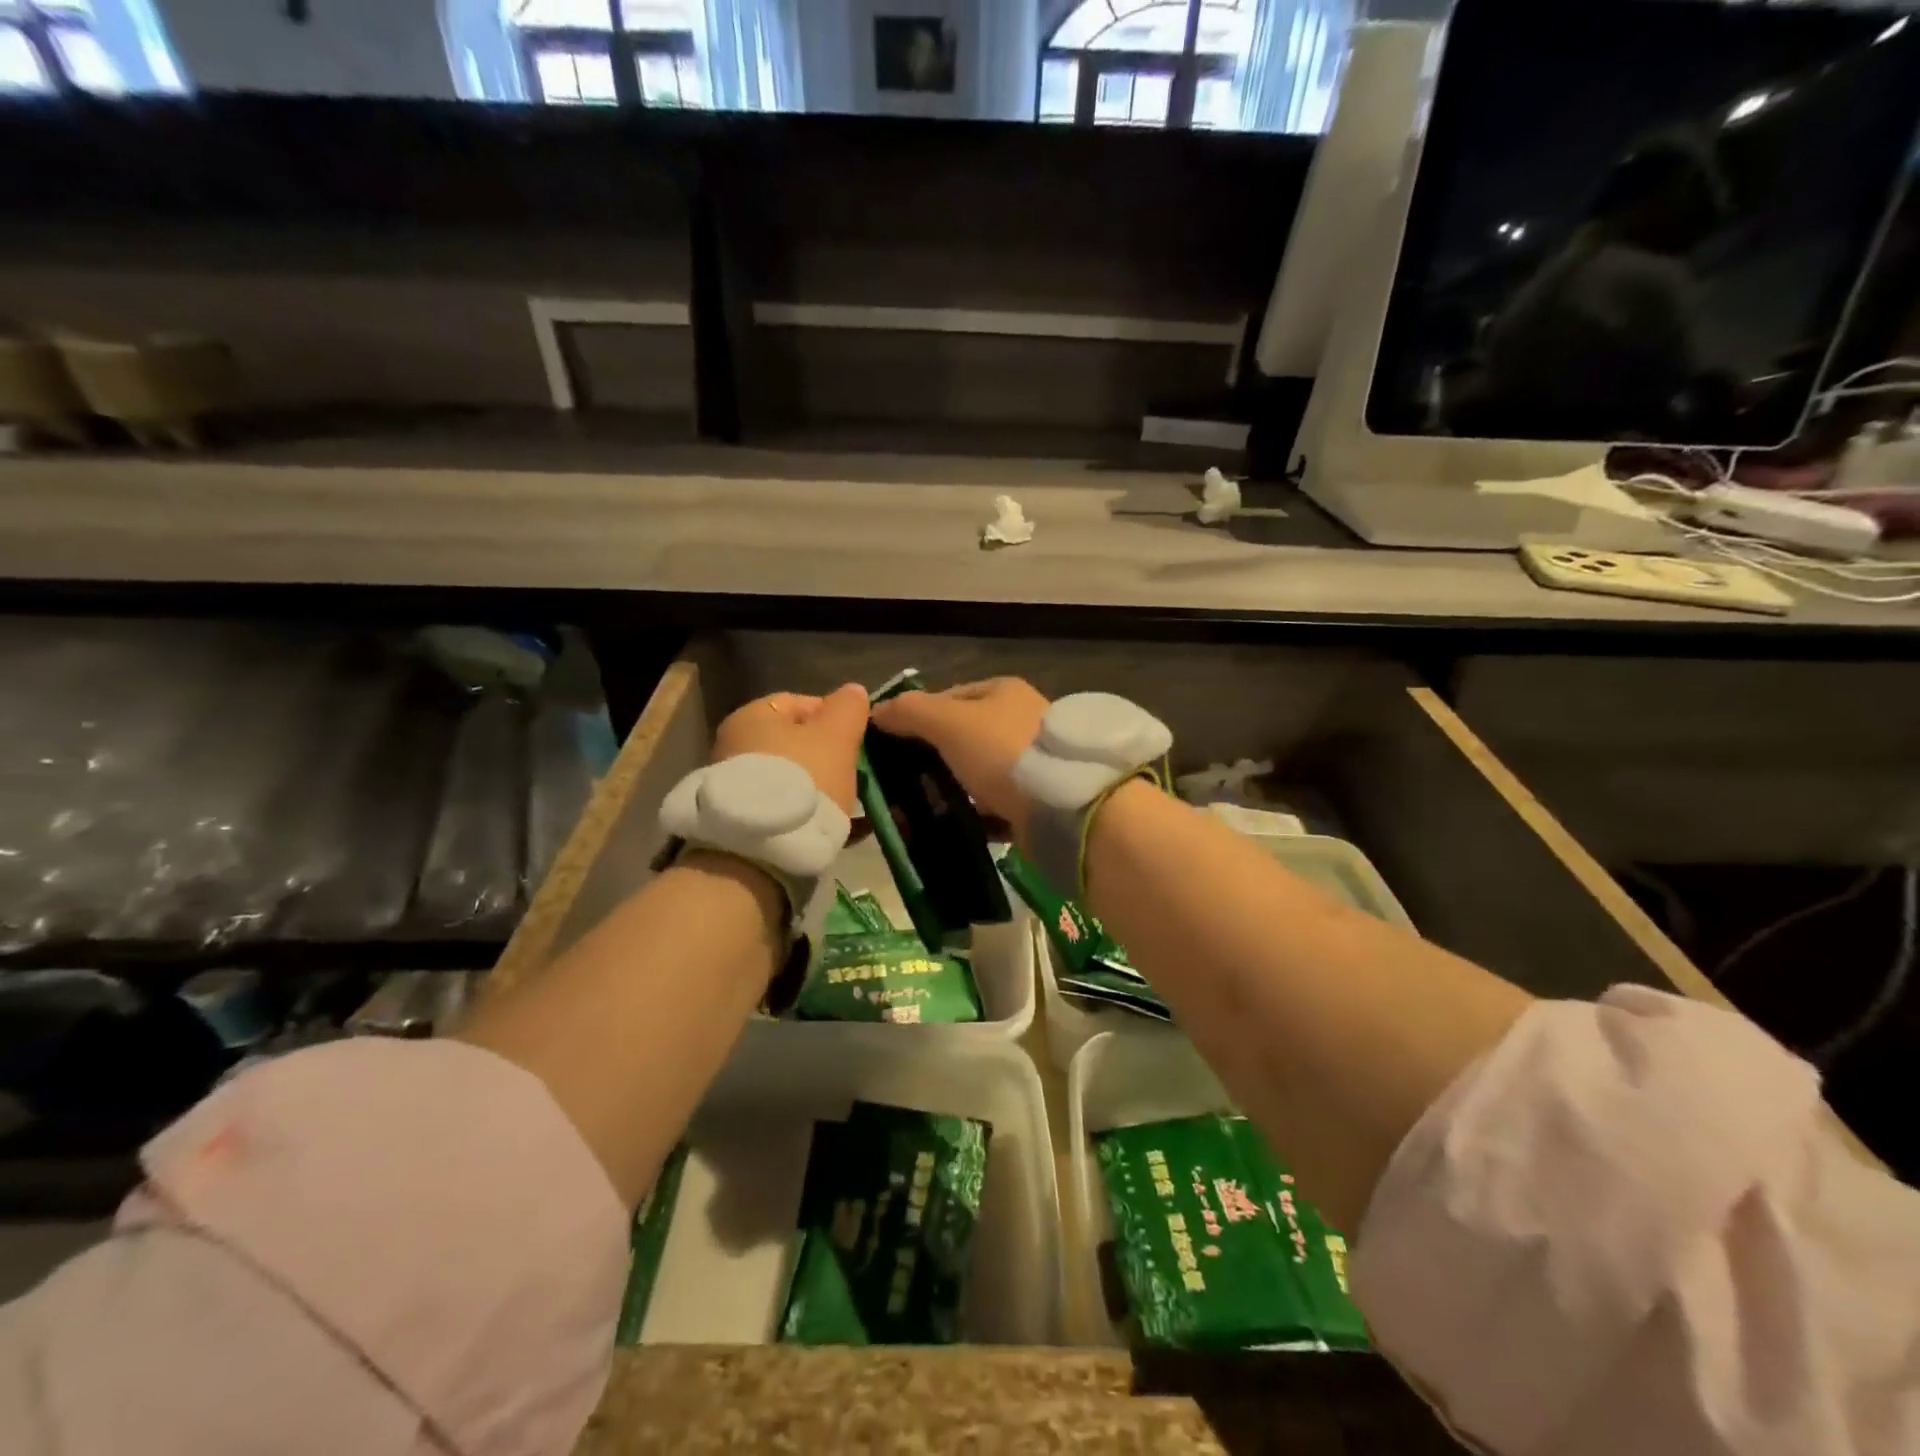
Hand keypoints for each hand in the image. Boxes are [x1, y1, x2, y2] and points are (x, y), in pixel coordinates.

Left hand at [711, 684, 868, 813]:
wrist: (761, 851)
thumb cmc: (802, 779)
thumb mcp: (836, 736)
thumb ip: (848, 708)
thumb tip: (853, 692)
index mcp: (752, 716)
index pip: (801, 702)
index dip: (835, 717)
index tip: (858, 740)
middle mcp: (734, 745)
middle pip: (795, 742)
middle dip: (828, 755)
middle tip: (856, 774)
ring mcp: (735, 785)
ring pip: (792, 777)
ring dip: (820, 786)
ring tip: (849, 804)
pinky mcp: (741, 820)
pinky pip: (784, 807)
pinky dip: (808, 812)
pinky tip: (833, 827)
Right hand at [869, 677, 1049, 834]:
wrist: (1062, 804)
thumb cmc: (1001, 750)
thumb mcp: (948, 722)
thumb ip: (910, 712)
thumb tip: (875, 711)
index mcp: (1002, 692)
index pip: (947, 697)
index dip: (916, 717)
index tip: (890, 746)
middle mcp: (1019, 721)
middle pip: (963, 736)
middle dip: (931, 757)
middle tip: (900, 781)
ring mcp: (1030, 762)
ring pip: (977, 772)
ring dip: (951, 788)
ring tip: (919, 807)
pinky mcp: (1036, 799)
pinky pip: (995, 805)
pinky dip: (973, 814)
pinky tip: (950, 825)